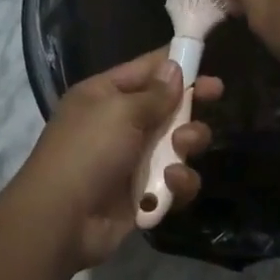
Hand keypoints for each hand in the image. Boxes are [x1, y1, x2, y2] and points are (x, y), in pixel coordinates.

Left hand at [17, 49, 221, 266]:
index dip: (175, 63)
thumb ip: (155, 93)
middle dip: (191, 102)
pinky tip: (171, 182)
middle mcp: (118, 124)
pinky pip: (174, 179)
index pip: (145, 69)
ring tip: (184, 146)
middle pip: (166, 106)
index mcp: (104, 95)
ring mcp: (132, 160)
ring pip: (177, 143)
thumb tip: (174, 67)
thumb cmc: (88, 152)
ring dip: (188, 142)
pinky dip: (178, 180)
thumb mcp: (121, 111)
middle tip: (217, 94)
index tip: (206, 59)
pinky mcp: (144, 193)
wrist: (62, 221)